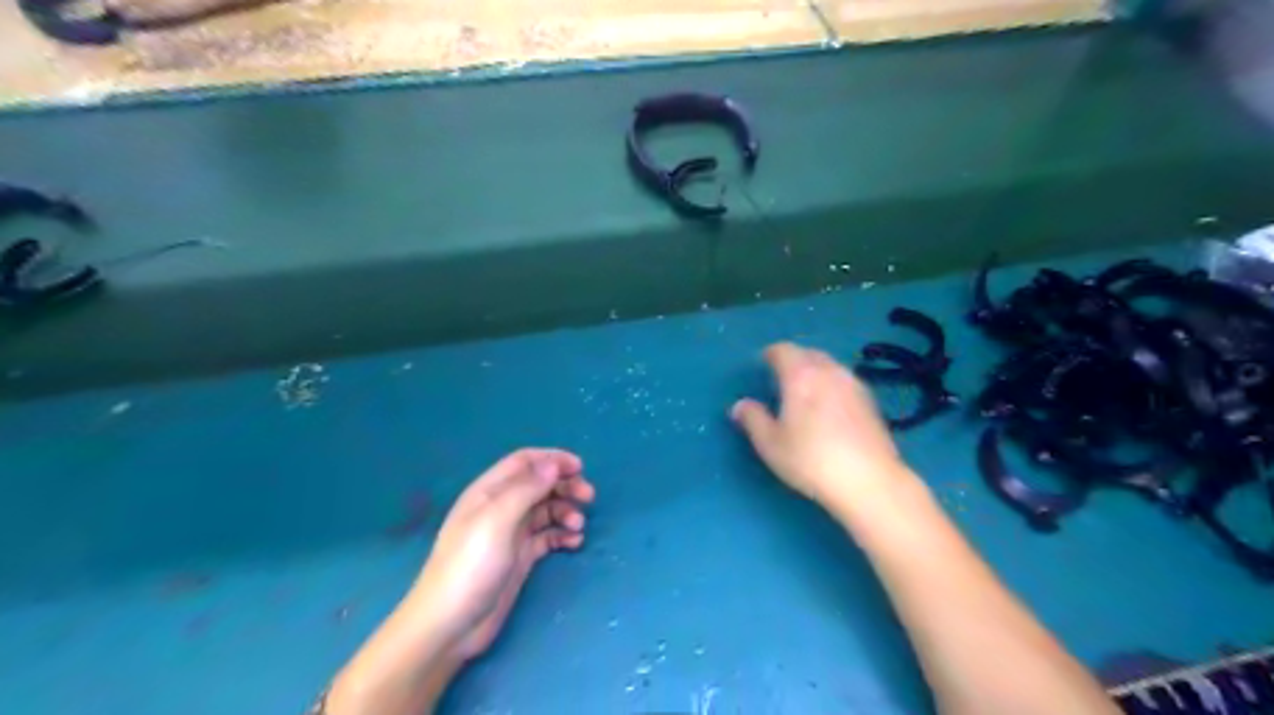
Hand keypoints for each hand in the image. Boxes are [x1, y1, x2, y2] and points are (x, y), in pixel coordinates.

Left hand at [406, 450, 595, 661]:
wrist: (451, 625)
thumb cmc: (471, 565)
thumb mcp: (497, 520)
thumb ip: (526, 489)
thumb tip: (554, 465)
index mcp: (489, 491)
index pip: (524, 462)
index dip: (552, 459)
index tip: (580, 467)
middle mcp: (501, 507)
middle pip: (539, 484)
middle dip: (565, 485)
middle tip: (589, 497)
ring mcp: (510, 533)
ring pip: (546, 510)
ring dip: (566, 511)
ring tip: (578, 526)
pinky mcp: (520, 557)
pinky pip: (547, 536)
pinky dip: (562, 535)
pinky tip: (574, 543)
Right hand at [725, 340, 903, 505]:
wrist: (869, 481)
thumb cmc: (811, 460)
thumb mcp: (770, 444)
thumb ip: (752, 419)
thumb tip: (739, 405)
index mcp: (801, 375)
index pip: (783, 350)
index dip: (770, 355)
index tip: (762, 365)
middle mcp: (829, 371)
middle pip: (808, 354)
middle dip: (793, 360)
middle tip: (781, 378)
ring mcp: (854, 384)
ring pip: (830, 366)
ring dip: (815, 371)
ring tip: (804, 393)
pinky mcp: (871, 401)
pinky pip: (844, 381)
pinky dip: (832, 385)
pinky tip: (829, 409)